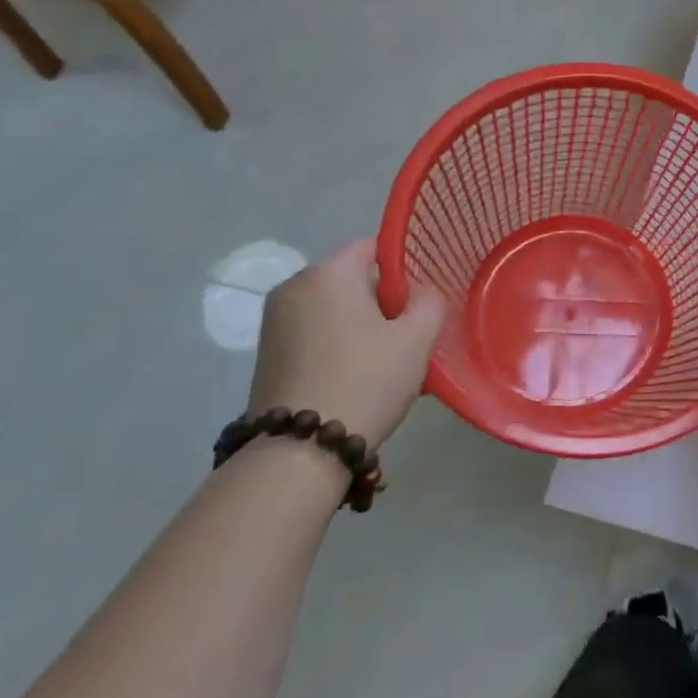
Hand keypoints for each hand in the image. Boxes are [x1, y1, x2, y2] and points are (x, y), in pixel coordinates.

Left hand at [247, 239, 446, 450]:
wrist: (300, 450)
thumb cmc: (366, 380)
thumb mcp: (417, 338)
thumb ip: (429, 301)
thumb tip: (418, 293)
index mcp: (328, 274)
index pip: (373, 247)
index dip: (404, 267)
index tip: (421, 300)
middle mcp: (294, 288)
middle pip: (353, 280)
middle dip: (384, 302)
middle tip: (411, 336)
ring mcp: (275, 322)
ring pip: (336, 309)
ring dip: (364, 327)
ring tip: (389, 363)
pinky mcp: (268, 353)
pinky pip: (316, 333)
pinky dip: (340, 345)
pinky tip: (360, 377)